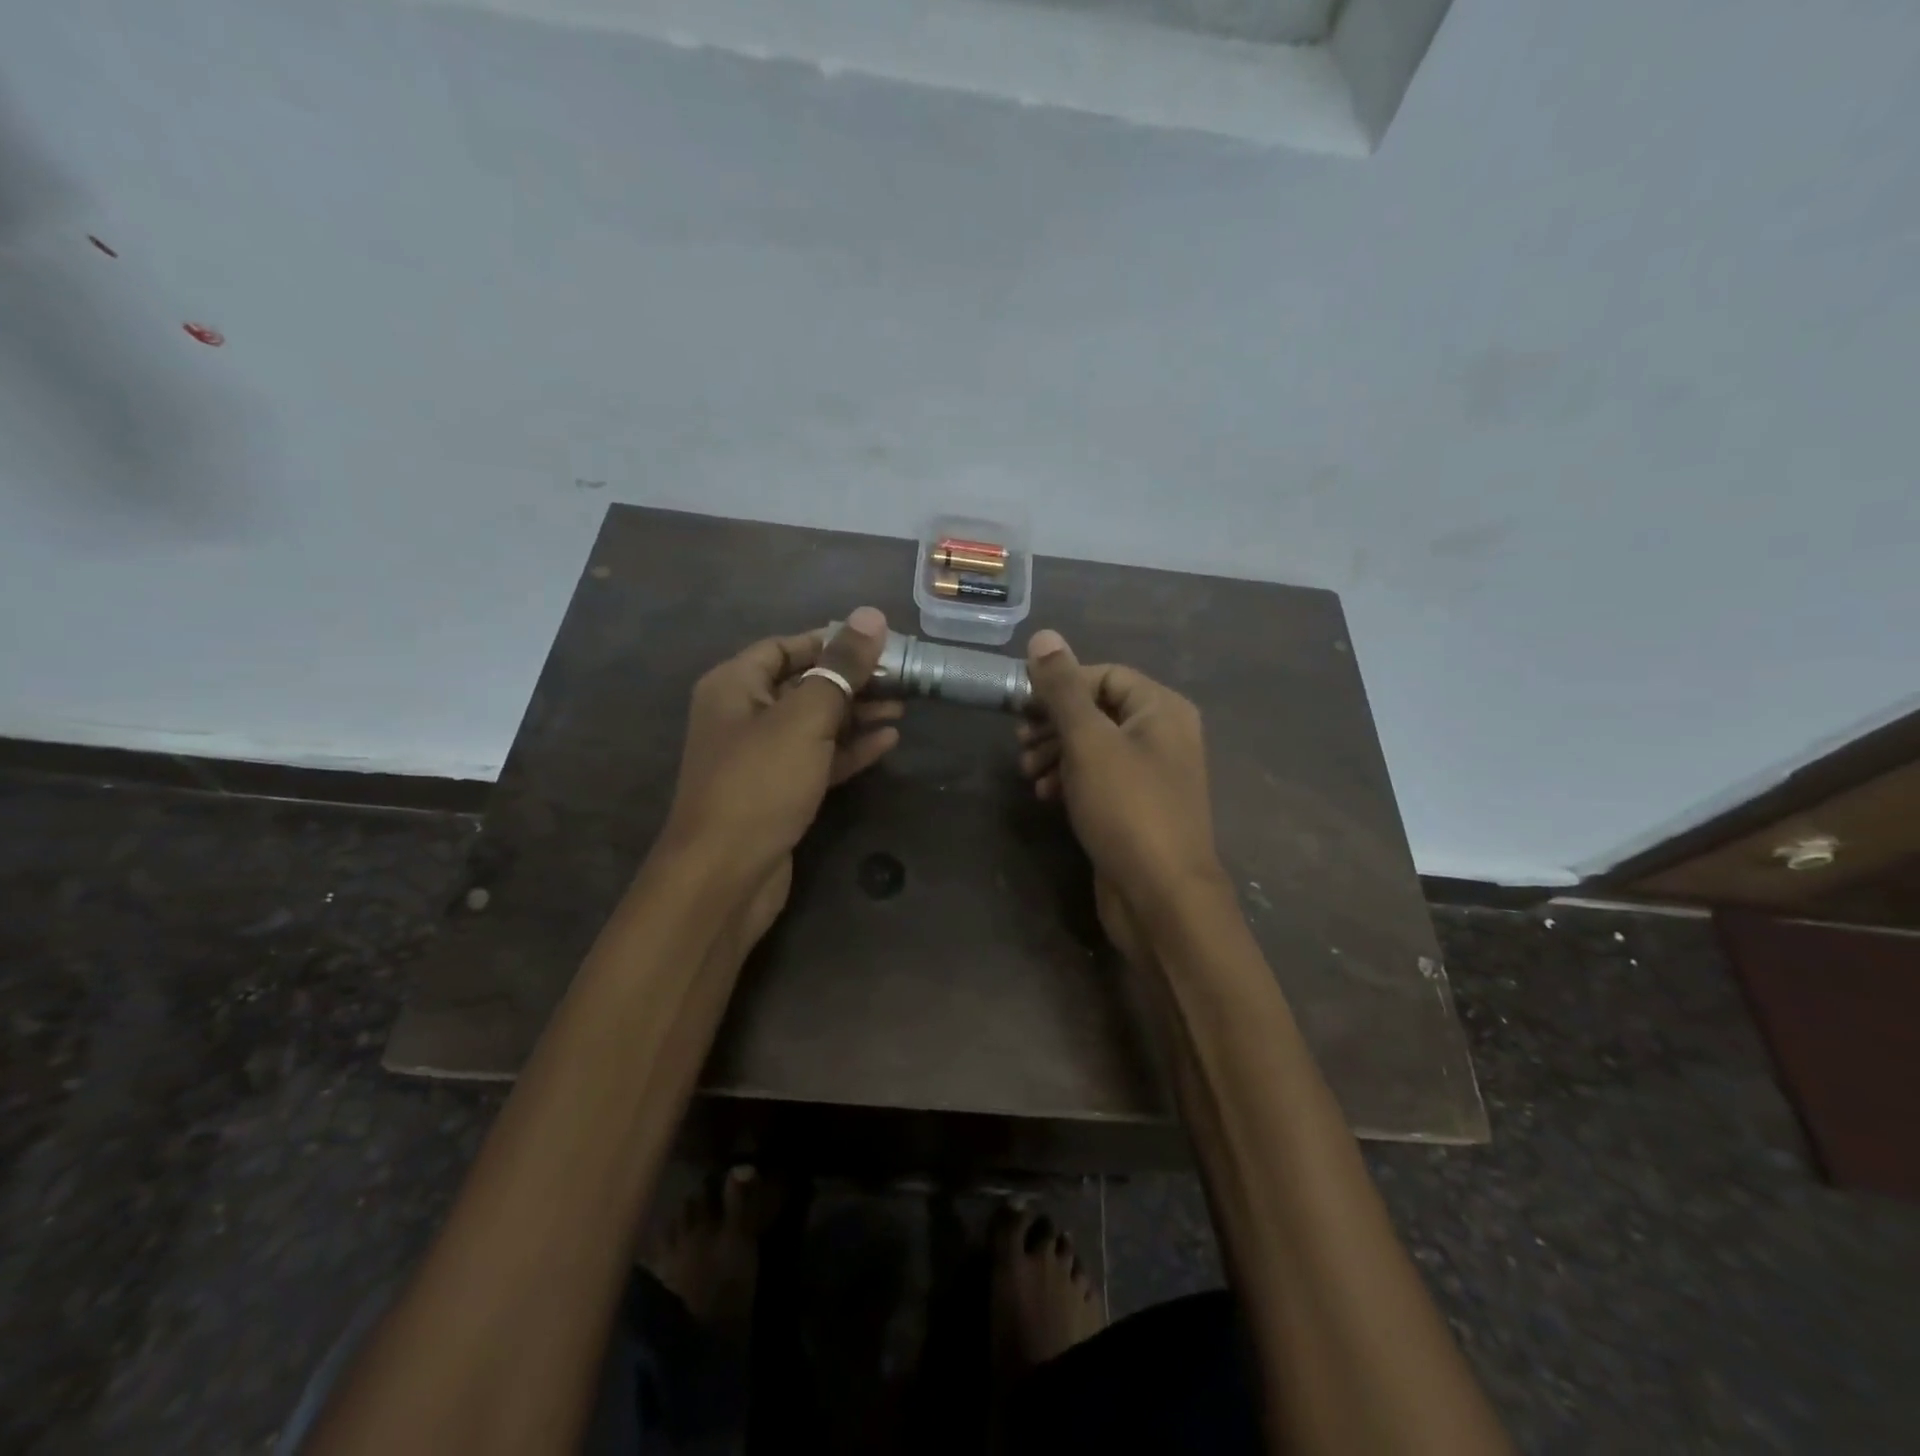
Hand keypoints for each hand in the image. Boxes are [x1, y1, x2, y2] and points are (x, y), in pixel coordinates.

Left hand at [659, 607, 900, 942]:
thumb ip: (840, 667)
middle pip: (804, 684)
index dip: (831, 641)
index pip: (785, 647)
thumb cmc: (760, 783)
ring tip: (904, 707)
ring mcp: (761, 757)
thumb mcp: (805, 718)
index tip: (879, 642)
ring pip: (815, 724)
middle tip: (902, 678)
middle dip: (852, 680)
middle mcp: (743, 715)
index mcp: (735, 686)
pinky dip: (849, 749)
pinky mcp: (779, 792)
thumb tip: (872, 615)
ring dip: (856, 715)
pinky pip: (818, 758)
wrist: (725, 875)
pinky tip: (888, 742)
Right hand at [1016, 630, 1226, 955]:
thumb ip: (1063, 688)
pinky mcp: (1136, 808)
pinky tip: (1045, 796)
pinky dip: (1070, 780)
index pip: (1105, 675)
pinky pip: (1099, 779)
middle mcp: (1163, 735)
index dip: (1062, 685)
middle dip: (1054, 723)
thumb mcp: (1089, 741)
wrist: (1161, 897)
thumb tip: (1044, 635)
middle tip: (1020, 742)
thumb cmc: (1127, 808)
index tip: (1023, 706)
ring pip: (1095, 747)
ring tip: (1027, 773)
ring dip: (1056, 753)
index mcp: (1161, 709)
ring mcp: (1151, 775)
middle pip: (1098, 710)